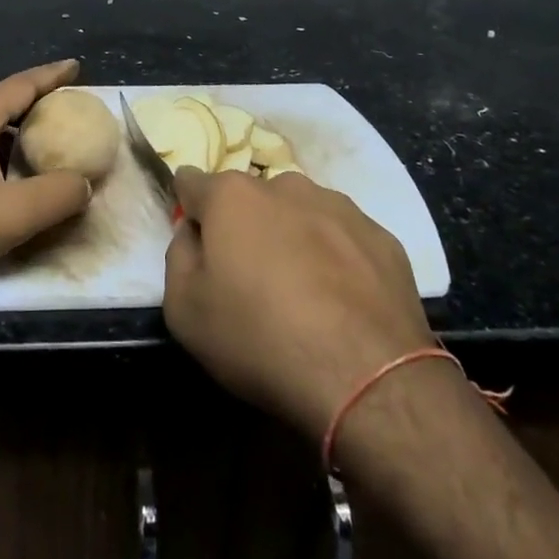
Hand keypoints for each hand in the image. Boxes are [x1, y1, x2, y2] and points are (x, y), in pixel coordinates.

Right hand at [162, 168, 433, 441]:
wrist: (368, 377)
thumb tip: (192, 234)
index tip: (196, 241)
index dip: (189, 209)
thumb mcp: (185, 311)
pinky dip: (336, 259)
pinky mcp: (381, 236)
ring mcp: (339, 206)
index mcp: (232, 196)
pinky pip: (344, 238)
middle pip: (251, 198)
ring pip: (300, 213)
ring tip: (302, 295)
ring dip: (292, 238)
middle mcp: (285, 186)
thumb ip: (178, 257)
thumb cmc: (260, 338)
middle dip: (245, 227)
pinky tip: (342, 305)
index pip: (192, 182)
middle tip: (251, 280)